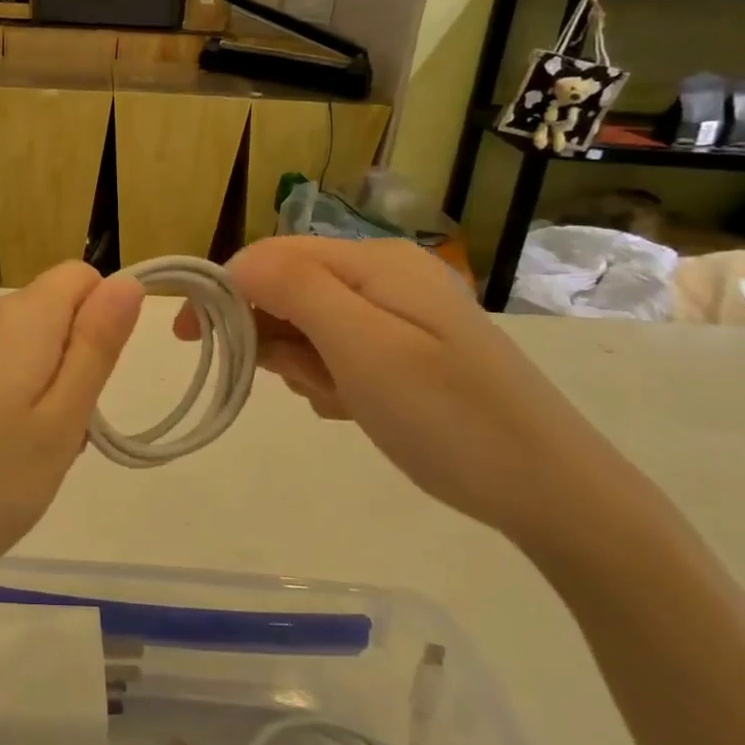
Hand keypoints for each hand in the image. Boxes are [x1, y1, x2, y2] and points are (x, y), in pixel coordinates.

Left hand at [0, 263, 142, 613]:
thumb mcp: (59, 424)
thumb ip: (96, 347)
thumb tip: (127, 282)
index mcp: (16, 316)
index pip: (81, 278)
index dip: (99, 326)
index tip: (85, 389)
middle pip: (49, 314)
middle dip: (66, 365)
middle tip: (51, 442)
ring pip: (16, 342)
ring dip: (32, 386)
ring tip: (13, 457)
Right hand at [177, 237, 623, 544]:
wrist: (551, 489)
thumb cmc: (447, 416)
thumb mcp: (363, 348)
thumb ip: (297, 291)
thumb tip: (239, 262)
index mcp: (373, 261)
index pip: (271, 255)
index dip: (224, 289)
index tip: (192, 340)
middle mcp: (384, 274)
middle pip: (289, 287)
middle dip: (273, 335)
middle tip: (301, 383)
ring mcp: (399, 312)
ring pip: (309, 323)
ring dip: (302, 363)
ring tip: (338, 401)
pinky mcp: (407, 348)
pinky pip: (339, 349)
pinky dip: (329, 377)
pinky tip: (352, 408)